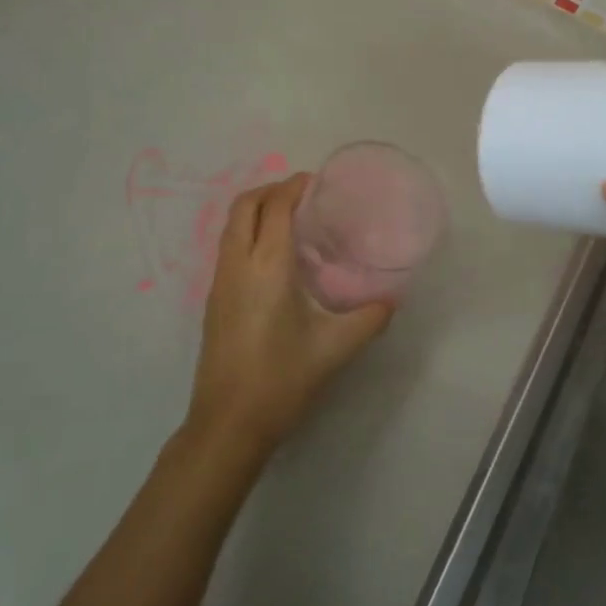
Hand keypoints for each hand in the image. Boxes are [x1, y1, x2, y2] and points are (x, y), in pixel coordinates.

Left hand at [187, 173, 391, 457]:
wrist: (228, 424)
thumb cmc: (282, 380)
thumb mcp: (335, 348)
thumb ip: (369, 319)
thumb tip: (391, 300)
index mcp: (267, 266)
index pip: (275, 207)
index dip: (293, 187)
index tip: (316, 181)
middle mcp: (237, 264)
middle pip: (244, 206)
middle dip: (271, 190)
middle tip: (303, 194)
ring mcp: (219, 282)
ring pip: (231, 226)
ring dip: (256, 209)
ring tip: (290, 218)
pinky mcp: (213, 300)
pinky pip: (228, 247)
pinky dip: (248, 232)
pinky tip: (274, 256)